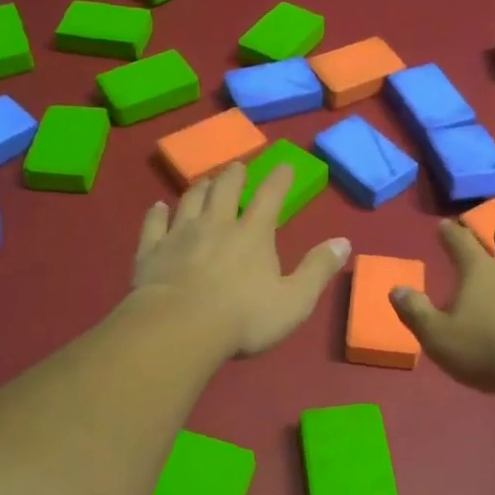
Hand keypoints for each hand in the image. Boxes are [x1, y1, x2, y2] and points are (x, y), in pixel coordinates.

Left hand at [131, 162, 349, 358]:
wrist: (179, 328)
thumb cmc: (243, 318)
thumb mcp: (294, 300)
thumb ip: (318, 269)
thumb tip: (343, 242)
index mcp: (253, 234)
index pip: (269, 197)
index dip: (279, 179)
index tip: (284, 165)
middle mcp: (216, 224)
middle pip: (224, 189)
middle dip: (233, 175)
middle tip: (237, 167)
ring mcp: (180, 235)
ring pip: (189, 200)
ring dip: (199, 187)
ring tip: (204, 181)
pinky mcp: (151, 251)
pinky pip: (153, 224)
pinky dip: (156, 213)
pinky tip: (157, 207)